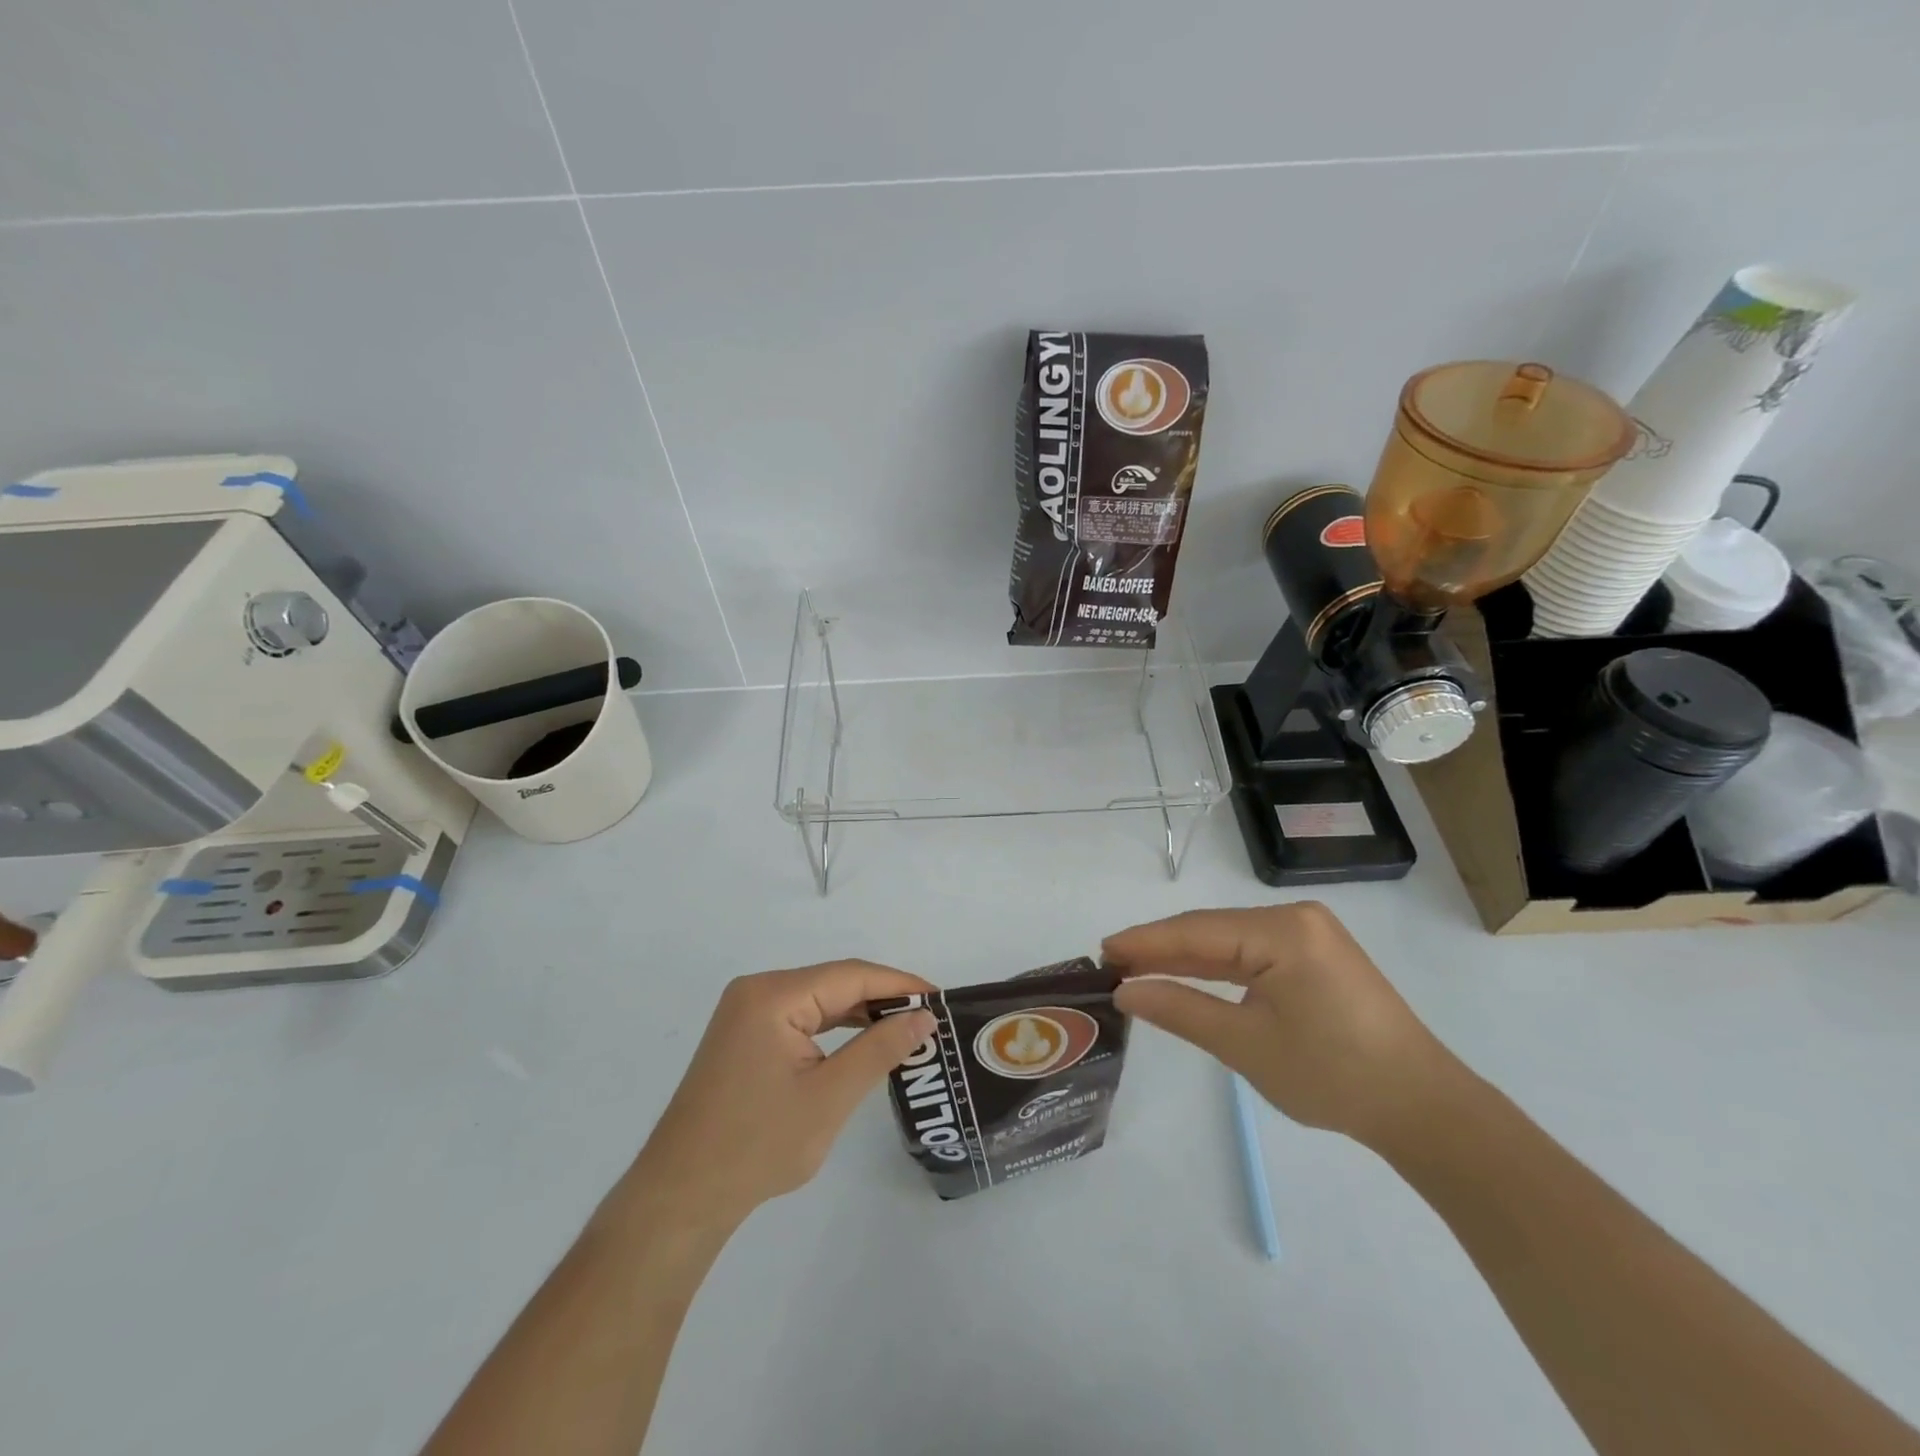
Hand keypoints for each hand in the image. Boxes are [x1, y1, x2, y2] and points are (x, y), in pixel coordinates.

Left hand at [626, 961, 935, 1226]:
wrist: (681, 1197)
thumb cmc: (757, 1146)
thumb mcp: (830, 1097)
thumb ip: (880, 1049)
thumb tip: (924, 1017)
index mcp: (773, 995)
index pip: (850, 975)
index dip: (899, 984)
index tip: (941, 1000)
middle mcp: (757, 991)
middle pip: (834, 983)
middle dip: (882, 999)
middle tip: (929, 1020)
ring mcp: (747, 1013)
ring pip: (819, 1001)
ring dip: (860, 1014)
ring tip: (906, 1031)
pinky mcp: (745, 1036)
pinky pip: (801, 1019)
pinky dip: (834, 1029)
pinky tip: (862, 1043)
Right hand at [1104, 903, 1460, 1147]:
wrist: (1422, 1107)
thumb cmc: (1332, 1076)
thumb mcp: (1245, 1045)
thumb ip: (1180, 1009)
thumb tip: (1126, 991)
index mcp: (1283, 931)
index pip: (1197, 930)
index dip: (1145, 942)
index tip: (1100, 952)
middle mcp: (1296, 918)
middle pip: (1212, 929)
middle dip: (1162, 949)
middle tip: (1112, 966)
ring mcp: (1309, 934)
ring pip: (1230, 940)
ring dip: (1186, 957)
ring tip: (1138, 970)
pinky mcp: (1316, 954)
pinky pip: (1253, 952)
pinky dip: (1218, 965)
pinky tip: (1188, 974)